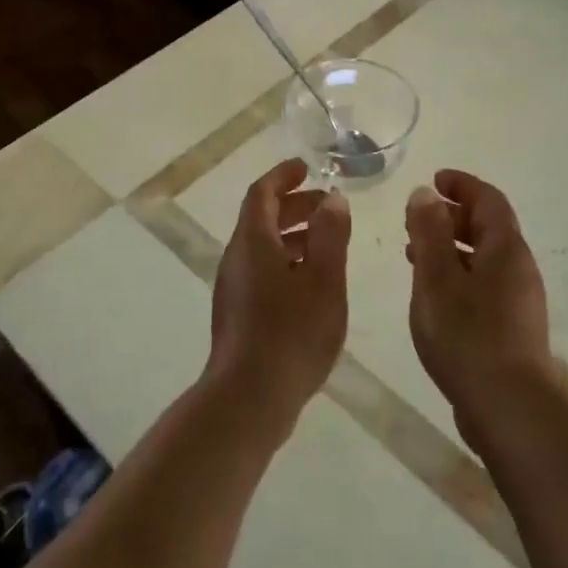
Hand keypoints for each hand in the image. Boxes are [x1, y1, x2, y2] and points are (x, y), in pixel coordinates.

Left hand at [206, 158, 350, 436]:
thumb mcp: (324, 280)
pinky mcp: (238, 314)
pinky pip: (262, 271)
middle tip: (328, 206)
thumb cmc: (291, 333)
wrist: (249, 399)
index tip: (306, 167)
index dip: (283, 176)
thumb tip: (332, 200)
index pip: (263, 193)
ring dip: (294, 236)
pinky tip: (313, 284)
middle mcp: (237, 259)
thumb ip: (330, 236)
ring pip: (263, 247)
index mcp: (253, 242)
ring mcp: (234, 288)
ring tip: (329, 244)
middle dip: (295, 206)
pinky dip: (287, 262)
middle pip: (262, 219)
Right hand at [405, 170, 564, 433]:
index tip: (434, 180)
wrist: (510, 411)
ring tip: (415, 256)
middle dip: (453, 216)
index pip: (488, 200)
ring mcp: (520, 301)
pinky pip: (485, 284)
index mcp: (506, 249)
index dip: (462, 185)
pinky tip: (435, 297)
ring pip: (485, 258)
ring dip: (452, 248)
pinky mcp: (513, 329)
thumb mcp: (437, 278)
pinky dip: (459, 275)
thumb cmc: (468, 336)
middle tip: (417, 220)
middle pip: (489, 227)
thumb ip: (429, 232)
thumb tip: (425, 193)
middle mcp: (519, 268)